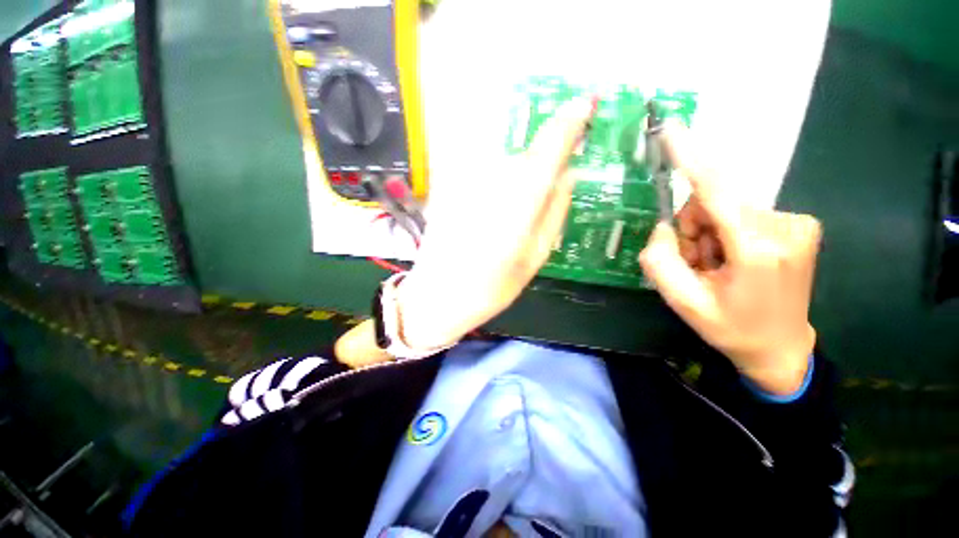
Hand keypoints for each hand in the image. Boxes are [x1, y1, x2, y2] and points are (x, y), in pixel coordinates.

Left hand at [397, 98, 596, 350]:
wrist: (437, 295)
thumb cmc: (491, 287)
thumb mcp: (535, 257)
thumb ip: (555, 211)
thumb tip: (570, 174)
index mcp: (520, 199)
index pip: (549, 145)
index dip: (569, 120)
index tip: (585, 103)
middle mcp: (491, 179)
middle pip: (526, 157)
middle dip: (538, 171)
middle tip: (536, 205)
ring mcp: (465, 180)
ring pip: (503, 165)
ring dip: (513, 184)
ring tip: (505, 222)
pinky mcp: (447, 185)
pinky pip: (481, 173)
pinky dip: (492, 186)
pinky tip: (486, 215)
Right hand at [639, 125, 821, 395]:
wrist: (779, 347)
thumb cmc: (730, 328)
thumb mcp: (682, 301)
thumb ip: (660, 259)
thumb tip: (665, 226)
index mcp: (757, 250)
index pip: (718, 191)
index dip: (692, 159)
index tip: (673, 131)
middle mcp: (783, 226)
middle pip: (715, 201)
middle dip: (694, 228)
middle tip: (697, 262)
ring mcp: (796, 223)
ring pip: (726, 207)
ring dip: (708, 233)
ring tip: (715, 266)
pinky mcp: (798, 224)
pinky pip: (742, 212)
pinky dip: (726, 232)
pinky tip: (733, 260)